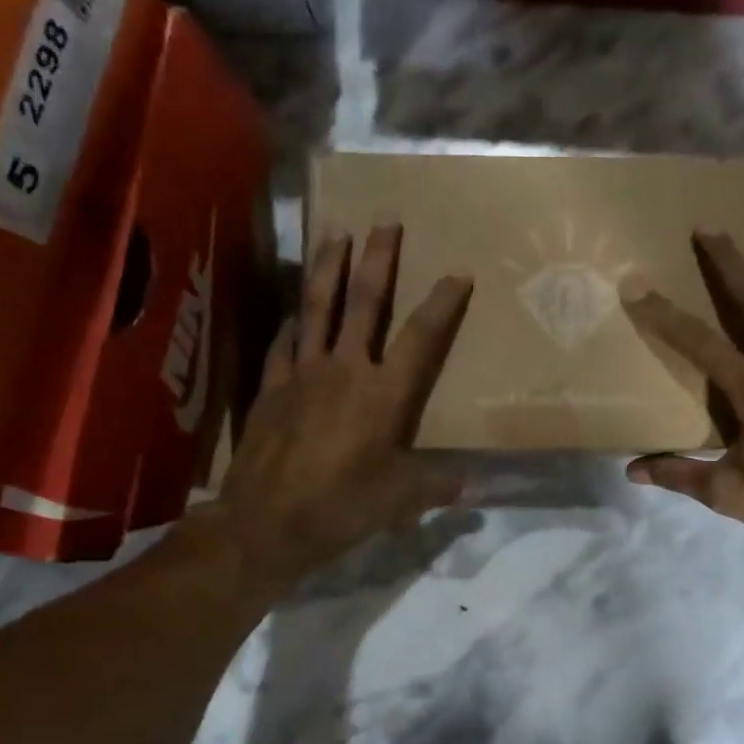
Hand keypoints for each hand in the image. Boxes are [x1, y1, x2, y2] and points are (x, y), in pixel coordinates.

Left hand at [206, 225, 471, 584]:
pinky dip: (292, 321)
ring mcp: (303, 373)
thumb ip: (439, 485)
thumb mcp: (401, 499)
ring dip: (328, 268)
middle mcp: (346, 369)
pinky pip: (283, 342)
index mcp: (384, 393)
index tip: (458, 272)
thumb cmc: (343, 506)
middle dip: (378, 259)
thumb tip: (476, 487)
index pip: (421, 337)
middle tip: (385, 221)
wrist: (267, 521)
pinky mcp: (271, 387)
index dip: (442, 303)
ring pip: (317, 308)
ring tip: (333, 231)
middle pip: (364, 303)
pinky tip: (294, 310)